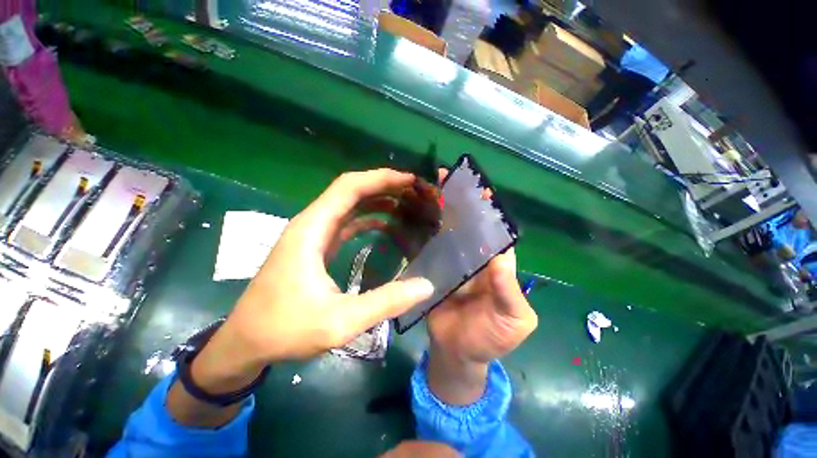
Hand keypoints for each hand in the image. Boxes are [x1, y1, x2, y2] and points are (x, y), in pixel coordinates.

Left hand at [221, 169, 435, 365]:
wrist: (246, 343)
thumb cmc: (285, 330)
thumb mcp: (341, 321)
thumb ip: (385, 302)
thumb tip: (425, 285)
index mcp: (312, 229)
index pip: (349, 187)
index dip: (381, 179)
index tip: (410, 181)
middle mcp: (311, 224)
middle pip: (350, 191)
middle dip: (384, 187)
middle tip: (414, 193)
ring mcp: (313, 235)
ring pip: (349, 205)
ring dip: (377, 201)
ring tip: (406, 206)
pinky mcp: (316, 246)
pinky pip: (346, 222)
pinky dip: (368, 219)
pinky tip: (386, 227)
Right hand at [426, 169, 536, 404]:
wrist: (458, 353)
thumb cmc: (492, 338)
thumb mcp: (513, 320)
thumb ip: (509, 291)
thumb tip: (501, 257)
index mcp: (497, 266)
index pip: (494, 232)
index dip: (487, 211)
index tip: (476, 189)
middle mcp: (475, 258)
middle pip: (469, 226)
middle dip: (460, 203)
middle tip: (445, 179)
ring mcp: (453, 262)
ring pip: (449, 232)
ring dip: (441, 212)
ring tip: (429, 190)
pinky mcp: (434, 269)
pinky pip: (431, 247)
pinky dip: (426, 232)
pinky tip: (416, 216)